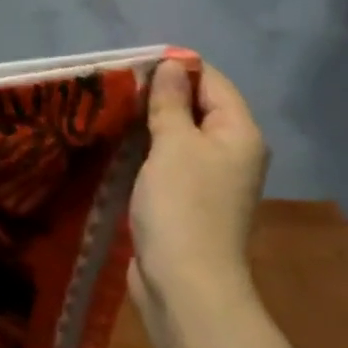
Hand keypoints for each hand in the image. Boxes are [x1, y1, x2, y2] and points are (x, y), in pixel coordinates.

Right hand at [128, 56, 268, 306]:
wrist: (185, 283)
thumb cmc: (182, 206)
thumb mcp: (173, 145)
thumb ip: (170, 103)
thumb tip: (173, 64)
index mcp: (238, 133)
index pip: (212, 82)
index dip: (177, 67)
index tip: (132, 64)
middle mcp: (230, 152)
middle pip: (196, 108)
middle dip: (158, 95)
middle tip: (114, 87)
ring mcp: (209, 180)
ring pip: (178, 137)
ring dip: (147, 125)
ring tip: (108, 112)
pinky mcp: (186, 201)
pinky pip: (167, 162)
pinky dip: (145, 152)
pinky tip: (115, 147)